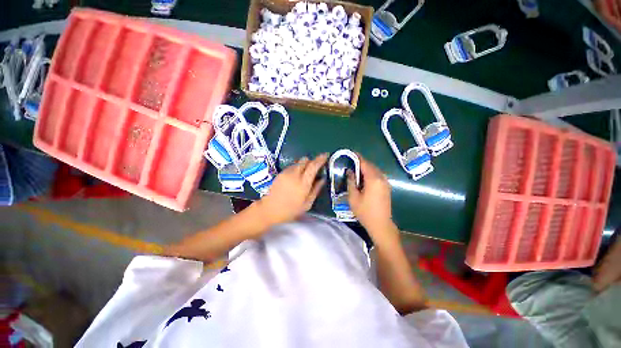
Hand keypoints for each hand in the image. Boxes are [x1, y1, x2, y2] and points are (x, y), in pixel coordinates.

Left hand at [254, 154, 327, 226]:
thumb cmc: (290, 210)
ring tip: (304, 174)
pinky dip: (296, 168)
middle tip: (315, 168)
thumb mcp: (307, 204)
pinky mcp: (280, 173)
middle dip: (311, 161)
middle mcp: (295, 174)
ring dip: (303, 165)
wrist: (269, 210)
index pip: (313, 166)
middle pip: (305, 160)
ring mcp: (286, 173)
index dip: (320, 159)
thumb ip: (315, 190)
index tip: (325, 155)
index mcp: (303, 183)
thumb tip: (322, 179)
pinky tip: (295, 177)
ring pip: (298, 162)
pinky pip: (291, 166)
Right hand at [347, 155, 395, 241]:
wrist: (381, 224)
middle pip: (370, 165)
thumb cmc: (365, 212)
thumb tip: (350, 171)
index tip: (350, 153)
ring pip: (375, 170)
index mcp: (373, 179)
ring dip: (366, 168)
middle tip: (350, 162)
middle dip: (361, 162)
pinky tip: (363, 178)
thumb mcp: (353, 197)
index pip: (365, 163)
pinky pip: (377, 175)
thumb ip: (351, 182)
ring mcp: (385, 182)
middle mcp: (381, 178)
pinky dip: (370, 173)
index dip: (357, 157)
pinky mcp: (387, 187)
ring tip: (355, 170)